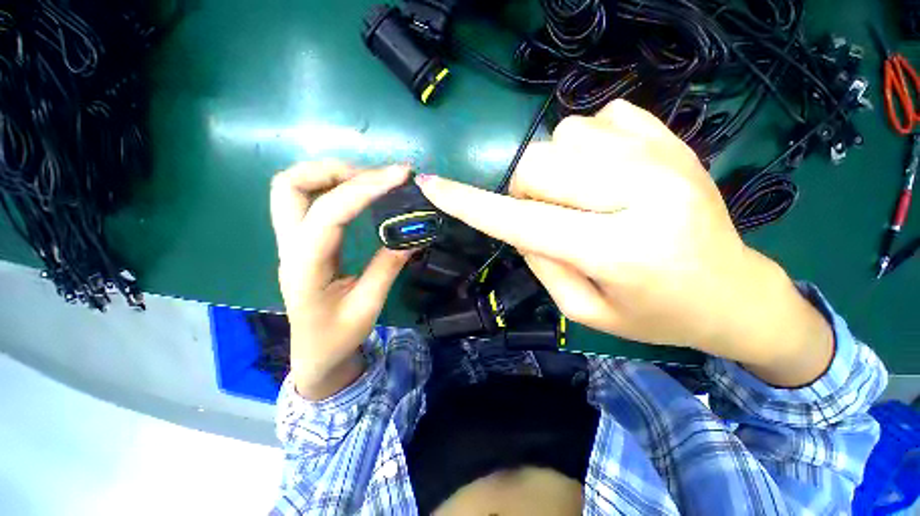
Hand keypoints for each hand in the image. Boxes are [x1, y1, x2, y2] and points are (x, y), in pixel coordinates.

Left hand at [270, 162, 411, 398]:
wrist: (314, 354)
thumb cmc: (338, 337)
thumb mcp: (369, 305)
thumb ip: (388, 266)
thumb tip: (416, 235)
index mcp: (305, 267)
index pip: (329, 213)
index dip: (365, 189)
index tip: (400, 176)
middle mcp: (291, 246)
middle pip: (290, 185)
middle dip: (335, 170)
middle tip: (377, 176)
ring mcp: (292, 242)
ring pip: (293, 187)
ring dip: (332, 174)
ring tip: (371, 180)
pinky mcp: (303, 241)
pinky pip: (309, 200)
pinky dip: (334, 187)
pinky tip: (361, 194)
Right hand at [416, 100, 831, 385]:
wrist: (732, 293)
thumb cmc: (655, 315)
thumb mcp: (584, 309)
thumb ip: (541, 262)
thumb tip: (515, 220)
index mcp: (617, 250)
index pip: (522, 220)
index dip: (470, 202)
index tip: (433, 184)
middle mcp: (641, 193)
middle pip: (538, 162)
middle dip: (521, 186)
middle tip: (541, 211)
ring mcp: (663, 155)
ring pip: (565, 133)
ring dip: (555, 167)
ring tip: (581, 196)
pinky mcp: (672, 137)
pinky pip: (600, 117)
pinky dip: (587, 144)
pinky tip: (607, 172)